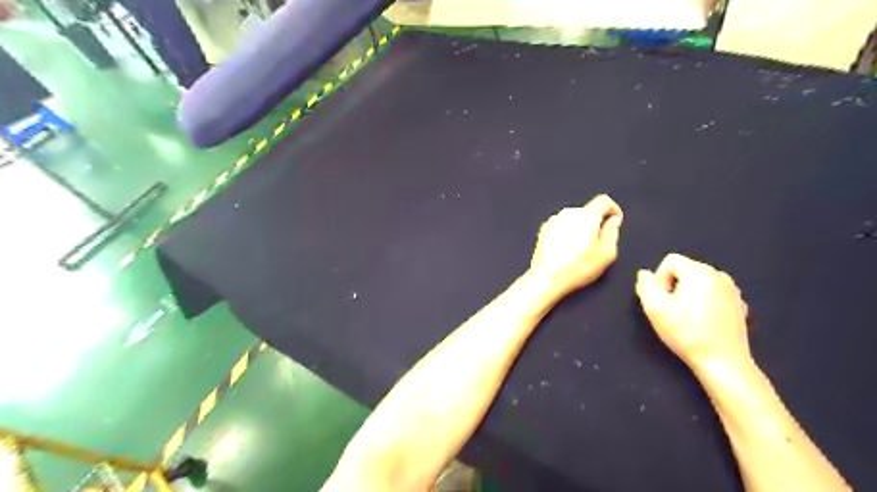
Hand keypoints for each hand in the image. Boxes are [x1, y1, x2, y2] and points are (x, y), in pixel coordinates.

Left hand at [527, 194, 622, 295]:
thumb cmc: (579, 267)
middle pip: (587, 211)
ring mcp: (553, 220)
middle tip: (597, 243)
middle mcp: (568, 213)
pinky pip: (561, 226)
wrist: (546, 277)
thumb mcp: (606, 253)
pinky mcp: (543, 230)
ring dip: (580, 229)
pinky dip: (567, 233)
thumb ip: (612, 233)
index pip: (603, 201)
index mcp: (586, 215)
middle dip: (595, 223)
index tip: (615, 222)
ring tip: (580, 250)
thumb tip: (613, 220)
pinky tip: (566, 250)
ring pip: (573, 219)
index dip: (613, 209)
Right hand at [635, 255, 749, 368]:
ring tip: (685, 317)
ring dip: (688, 294)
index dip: (660, 278)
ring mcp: (732, 290)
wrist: (722, 362)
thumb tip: (645, 274)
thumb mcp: (654, 308)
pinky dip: (704, 302)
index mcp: (698, 272)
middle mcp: (718, 275)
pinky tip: (701, 322)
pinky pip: (713, 294)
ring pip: (700, 282)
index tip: (660, 298)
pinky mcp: (739, 305)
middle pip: (686, 270)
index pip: (671, 261)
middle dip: (674, 285)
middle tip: (669, 309)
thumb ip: (645, 285)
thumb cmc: (686, 333)